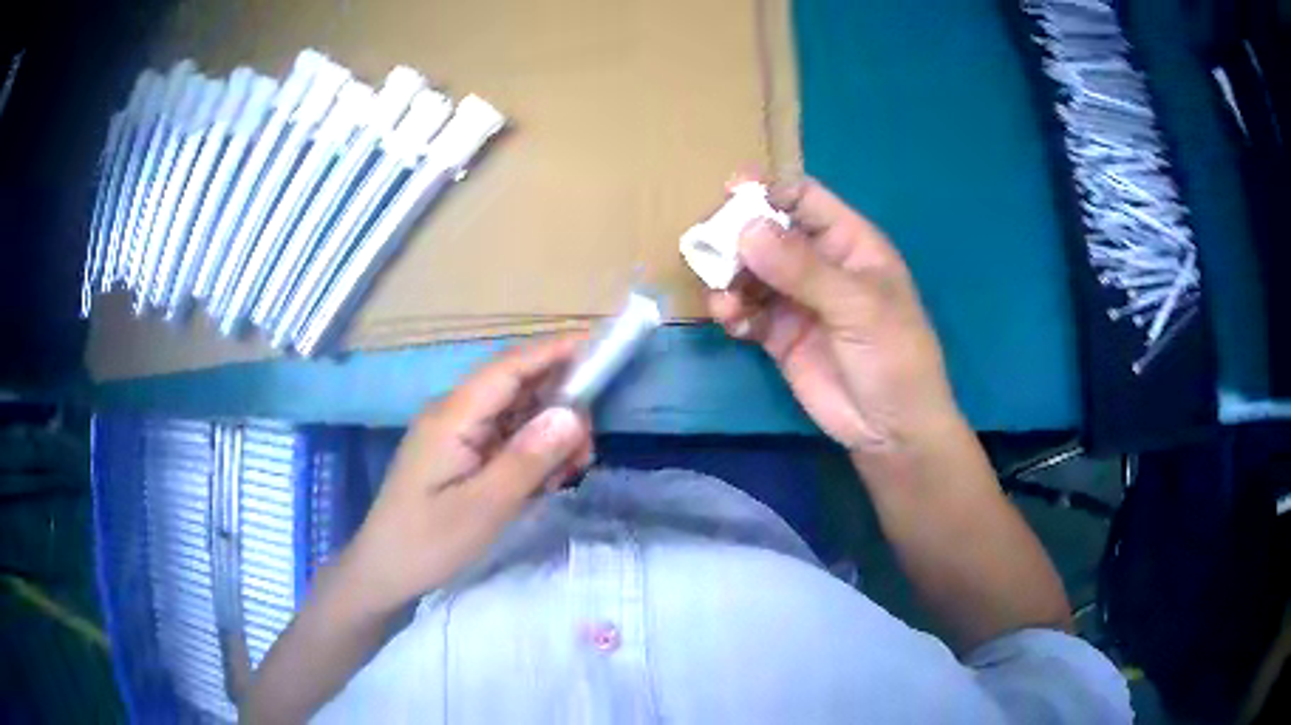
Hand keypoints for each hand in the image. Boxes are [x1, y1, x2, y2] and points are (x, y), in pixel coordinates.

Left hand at [341, 334, 592, 613]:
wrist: (385, 570)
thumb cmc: (429, 541)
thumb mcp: (484, 507)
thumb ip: (528, 459)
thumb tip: (573, 414)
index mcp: (453, 416)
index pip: (509, 367)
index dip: (554, 351)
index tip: (600, 346)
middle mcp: (454, 414)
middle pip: (515, 387)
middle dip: (559, 405)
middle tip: (586, 448)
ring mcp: (455, 434)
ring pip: (514, 415)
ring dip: (548, 434)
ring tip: (569, 472)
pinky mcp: (459, 454)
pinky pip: (504, 439)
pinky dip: (531, 453)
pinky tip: (545, 481)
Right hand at [709, 176, 960, 452]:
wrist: (892, 430)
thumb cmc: (894, 357)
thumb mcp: (858, 307)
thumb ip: (803, 269)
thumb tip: (746, 229)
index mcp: (849, 242)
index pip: (804, 198)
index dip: (769, 190)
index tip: (730, 192)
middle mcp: (819, 264)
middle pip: (767, 231)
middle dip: (737, 235)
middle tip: (708, 247)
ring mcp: (797, 299)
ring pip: (750, 271)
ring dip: (729, 278)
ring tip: (724, 299)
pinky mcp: (779, 335)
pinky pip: (746, 311)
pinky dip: (732, 312)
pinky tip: (732, 323)